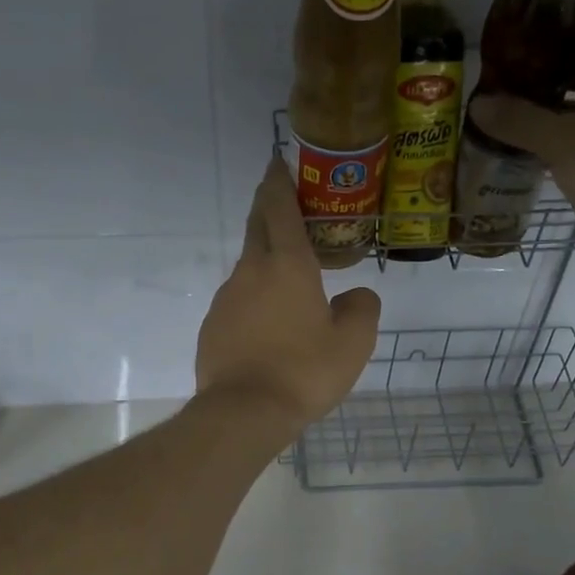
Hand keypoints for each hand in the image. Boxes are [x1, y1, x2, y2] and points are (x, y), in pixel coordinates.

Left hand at [195, 157, 380, 437]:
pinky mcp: (212, 327)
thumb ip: (361, 309)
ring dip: (264, 262)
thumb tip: (355, 296)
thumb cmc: (304, 372)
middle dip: (268, 208)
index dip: (280, 181)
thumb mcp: (353, 343)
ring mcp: (225, 299)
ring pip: (247, 268)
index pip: (280, 207)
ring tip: (287, 280)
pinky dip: (253, 300)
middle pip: (257, 227)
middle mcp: (251, 272)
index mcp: (287, 265)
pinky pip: (237, 302)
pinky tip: (267, 326)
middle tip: (284, 202)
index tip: (279, 162)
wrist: (244, 413)